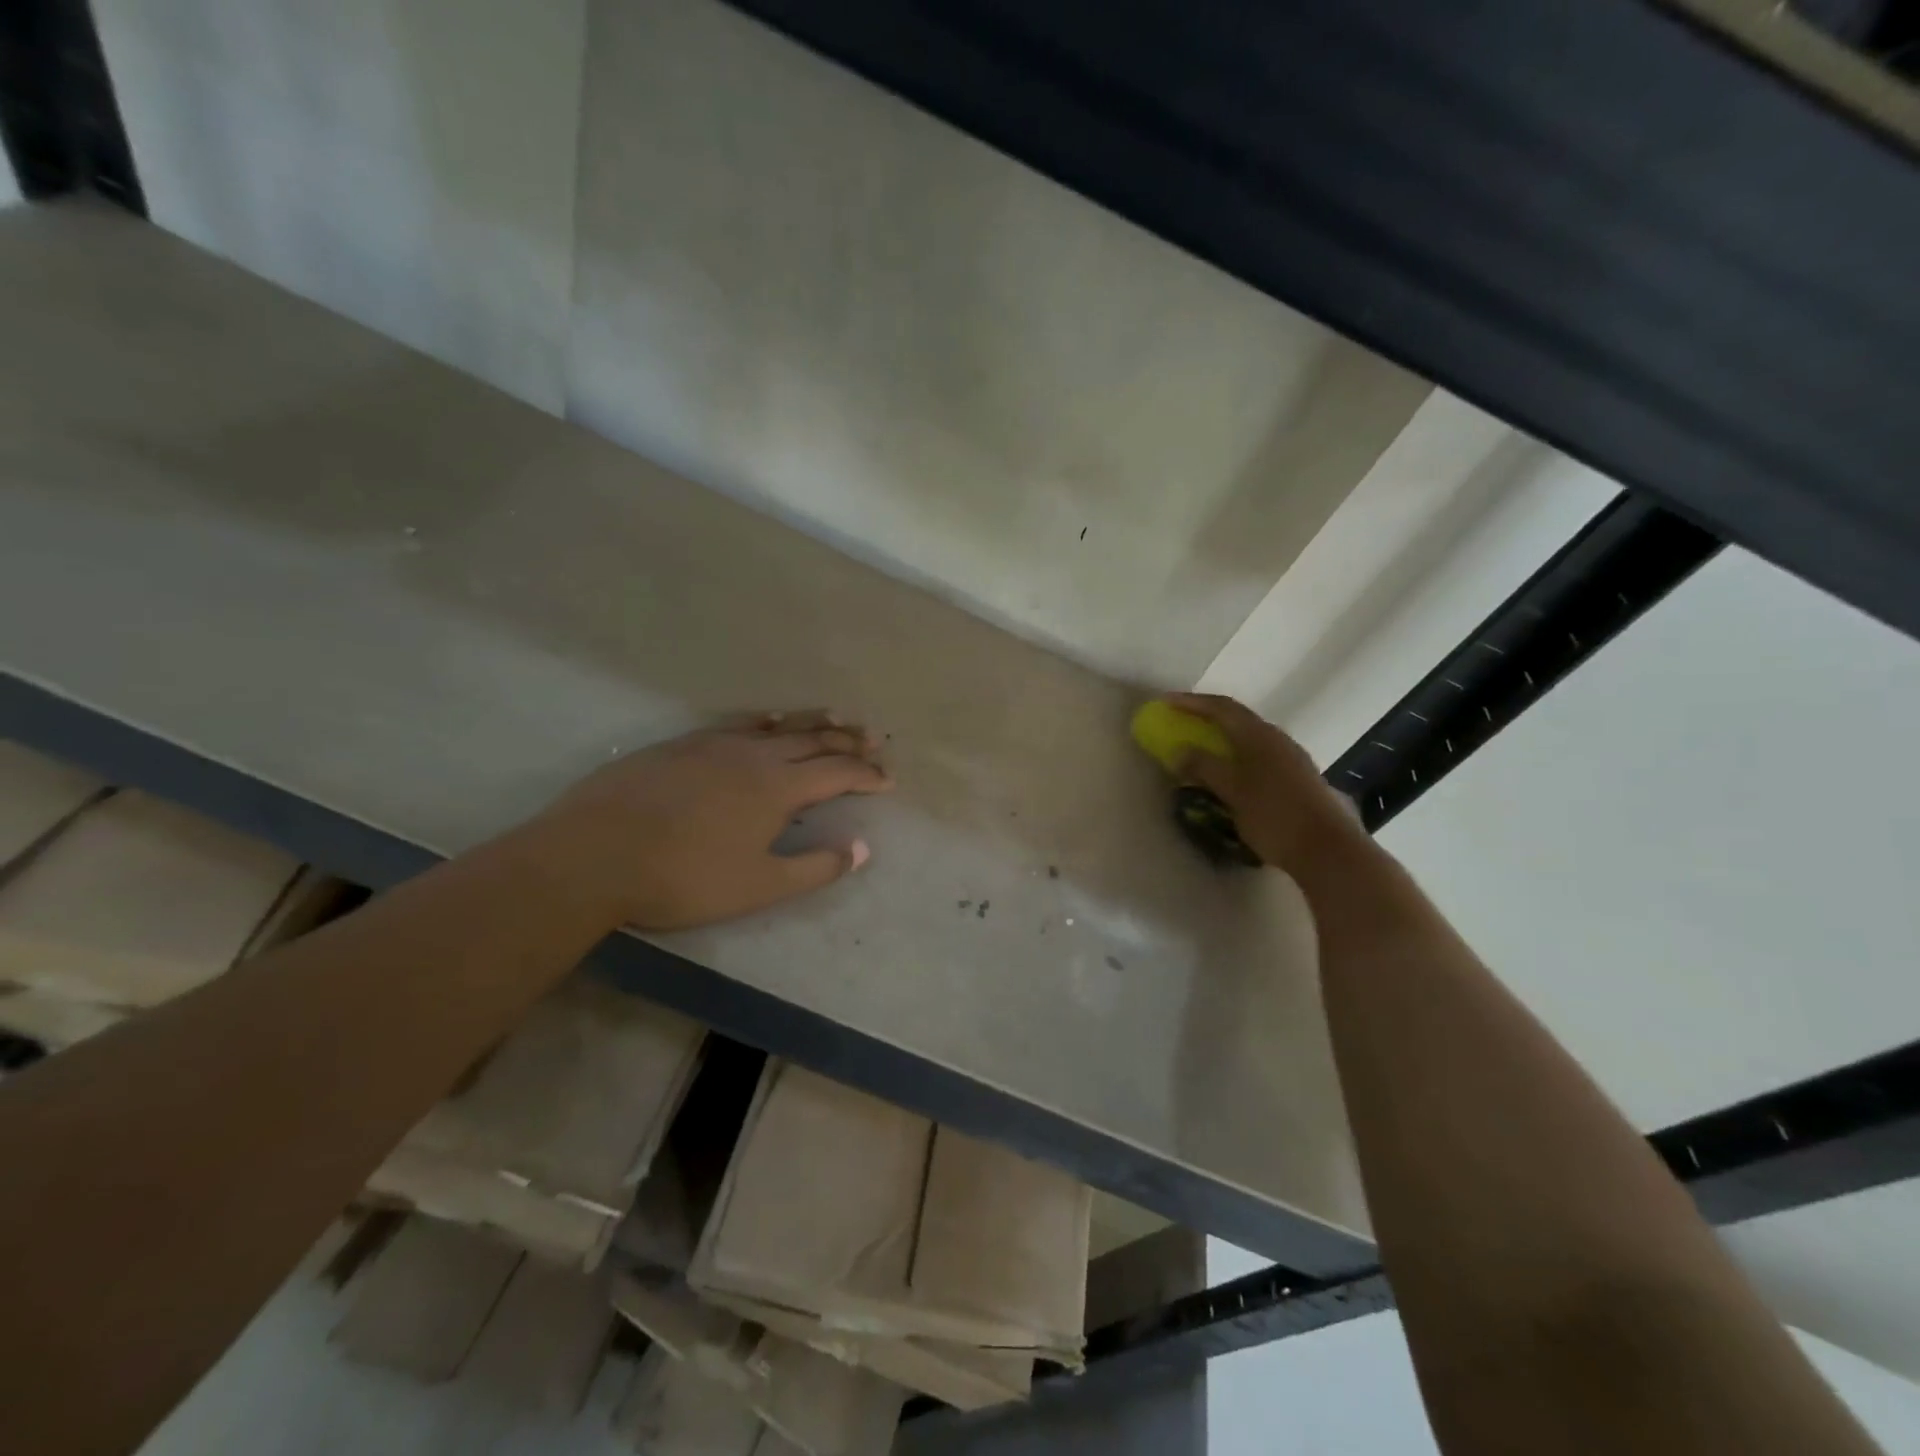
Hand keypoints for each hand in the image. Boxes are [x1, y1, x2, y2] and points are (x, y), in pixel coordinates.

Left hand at [532, 711, 893, 930]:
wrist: (593, 855)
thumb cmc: (684, 877)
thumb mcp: (759, 885)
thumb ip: (815, 867)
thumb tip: (861, 849)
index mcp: (778, 788)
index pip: (837, 772)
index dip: (867, 775)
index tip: (888, 779)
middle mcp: (754, 755)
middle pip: (813, 740)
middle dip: (849, 741)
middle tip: (874, 741)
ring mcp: (715, 744)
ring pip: (777, 727)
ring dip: (813, 723)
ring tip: (838, 717)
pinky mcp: (683, 745)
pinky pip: (738, 724)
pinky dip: (765, 721)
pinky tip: (768, 721)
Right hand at [1160, 693, 1360, 875]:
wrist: (1327, 849)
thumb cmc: (1274, 815)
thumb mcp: (1232, 791)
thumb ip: (1204, 767)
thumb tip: (1180, 750)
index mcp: (1259, 735)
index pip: (1221, 708)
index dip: (1192, 703)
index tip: (1166, 702)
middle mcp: (1277, 739)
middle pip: (1237, 719)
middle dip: (1207, 718)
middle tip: (1182, 722)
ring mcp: (1291, 758)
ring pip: (1249, 738)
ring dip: (1223, 738)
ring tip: (1202, 748)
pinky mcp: (1297, 778)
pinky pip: (1258, 756)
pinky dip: (1236, 756)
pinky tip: (1229, 773)